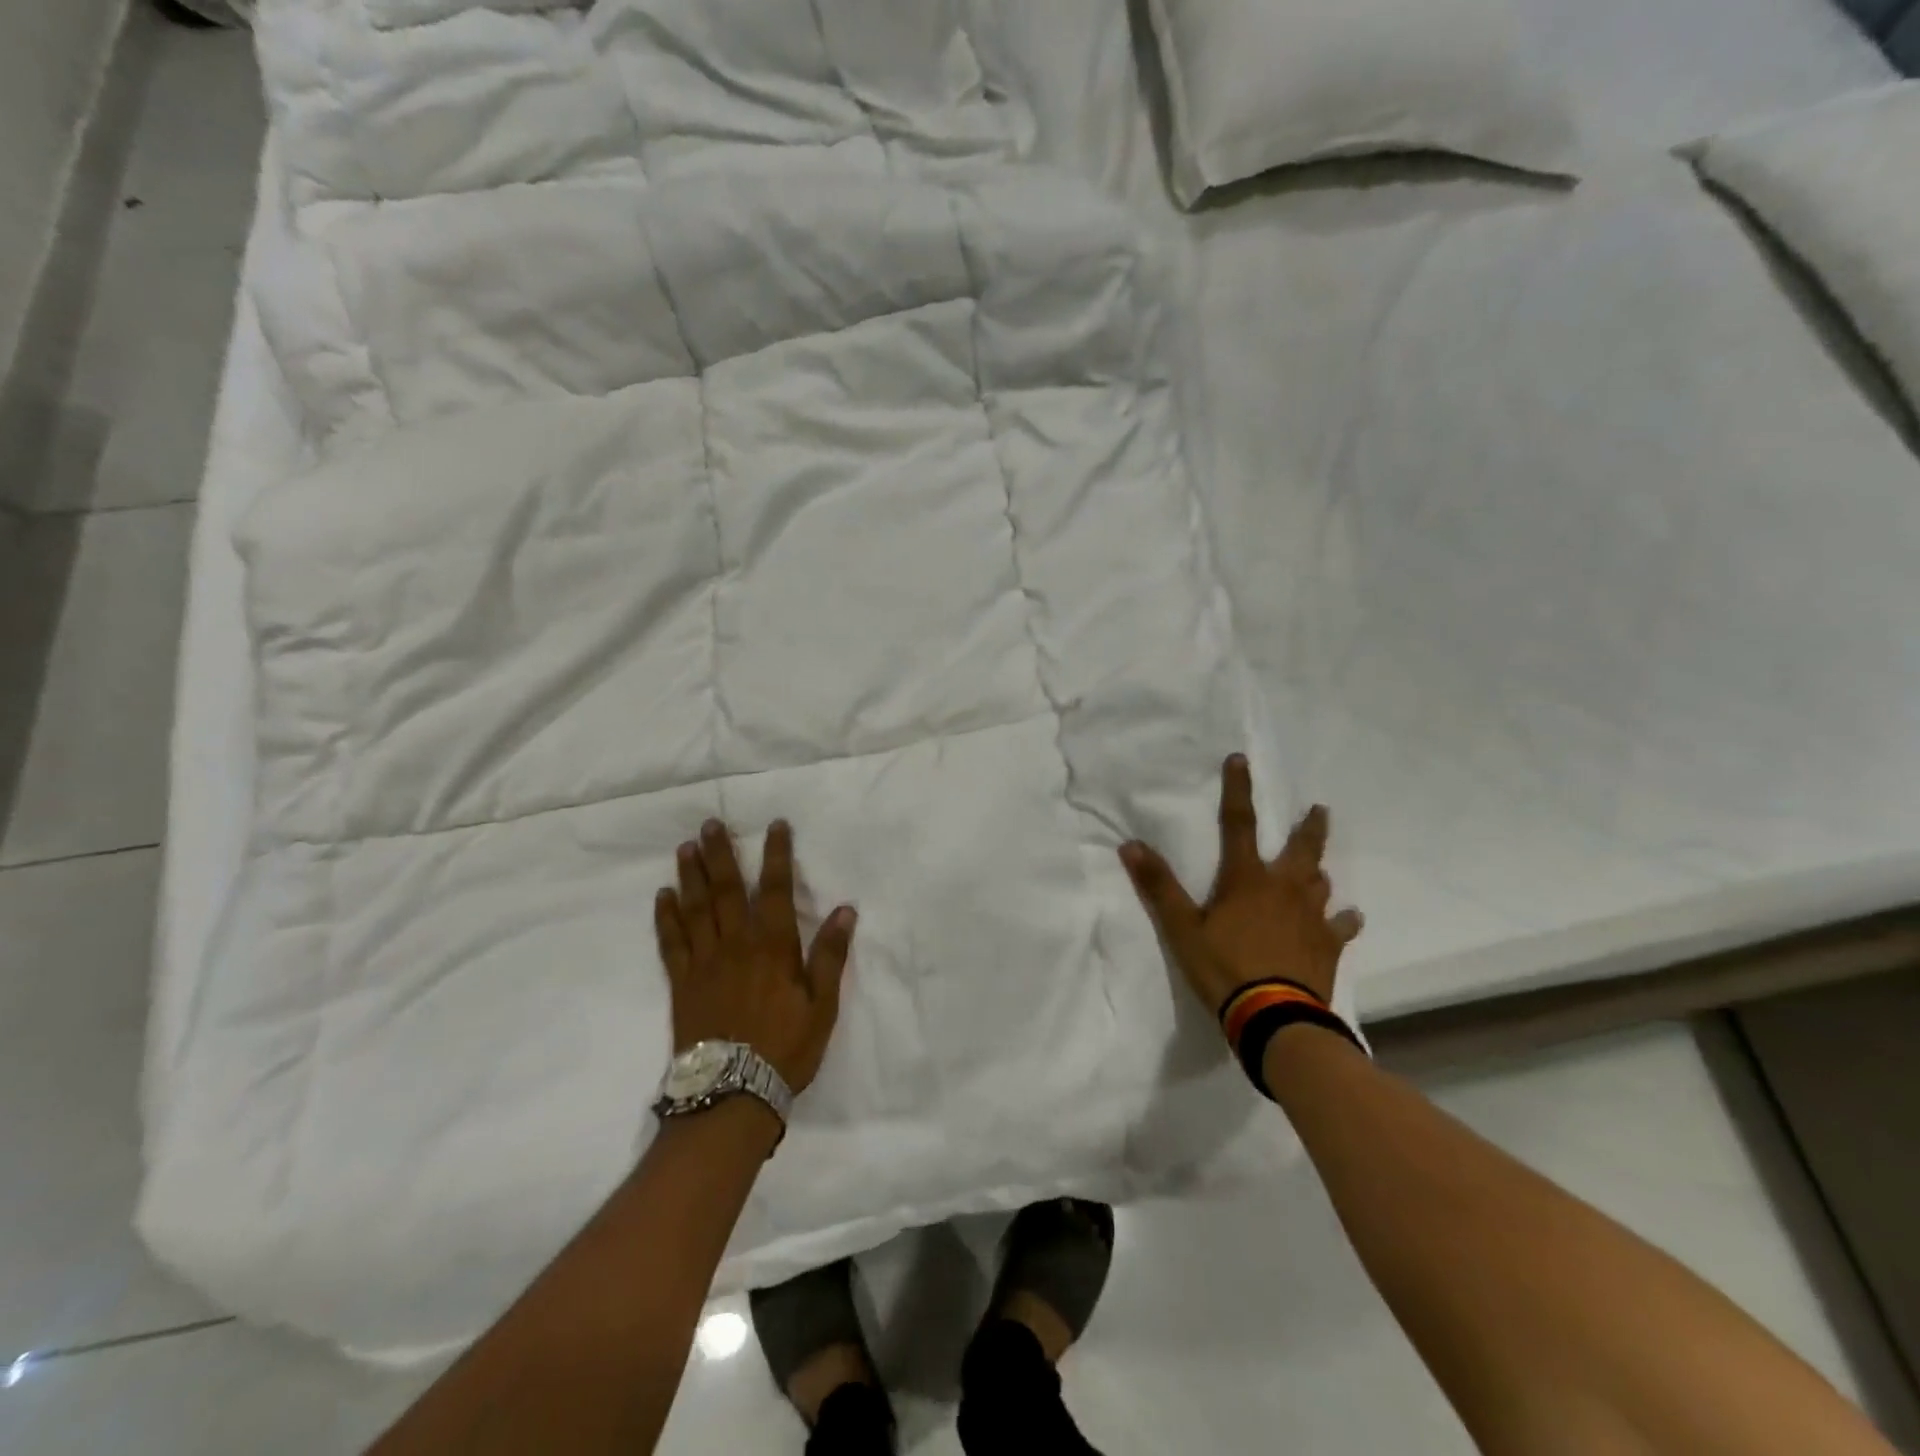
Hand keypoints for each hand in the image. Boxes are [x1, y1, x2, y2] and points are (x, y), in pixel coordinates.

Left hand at [655, 819, 855, 1094]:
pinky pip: (672, 942)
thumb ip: (831, 956)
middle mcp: (735, 944)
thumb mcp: (822, 1005)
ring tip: (686, 847)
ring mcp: (704, 962)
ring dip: (690, 875)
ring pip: (695, 909)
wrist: (732, 1094)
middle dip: (720, 854)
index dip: (776, 855)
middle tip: (711, 823)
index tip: (775, 825)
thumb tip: (846, 910)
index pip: (774, 889)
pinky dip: (666, 917)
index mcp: (772, 946)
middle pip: (725, 890)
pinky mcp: (682, 983)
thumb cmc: (785, 1047)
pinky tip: (663, 896)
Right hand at [1120, 755, 1362, 1015]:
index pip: (1239, 823)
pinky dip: (1344, 919)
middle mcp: (1284, 888)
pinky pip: (1342, 926)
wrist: (1275, 1017)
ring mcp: (1311, 917)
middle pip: (1301, 849)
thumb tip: (1130, 845)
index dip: (1238, 790)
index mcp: (1246, 879)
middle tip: (1319, 810)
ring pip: (1321, 882)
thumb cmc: (1223, 968)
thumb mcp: (1181, 928)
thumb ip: (1158, 886)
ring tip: (1318, 866)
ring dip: (1318, 870)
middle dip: (1308, 827)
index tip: (1241, 760)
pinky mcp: (1328, 946)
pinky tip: (1349, 918)